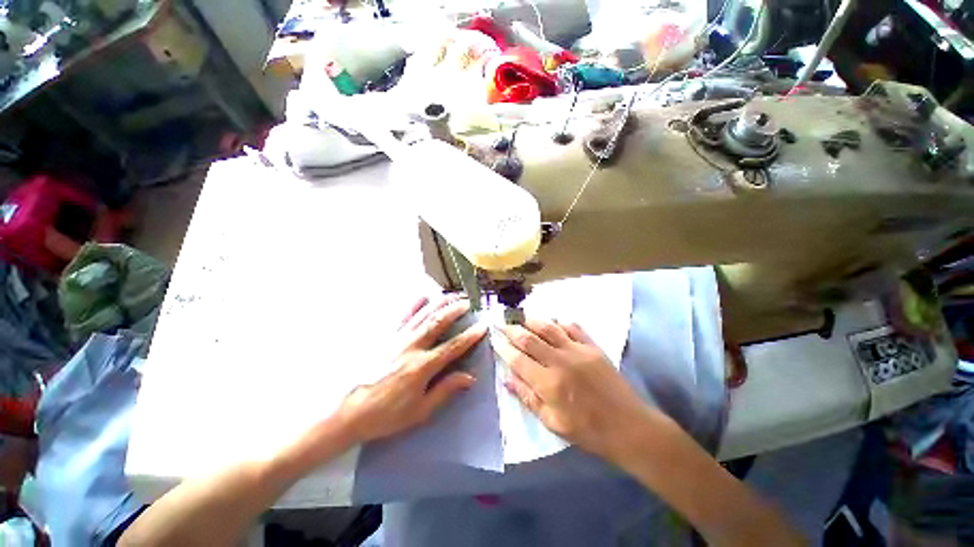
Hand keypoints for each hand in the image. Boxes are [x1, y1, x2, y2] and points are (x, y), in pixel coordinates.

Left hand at [336, 295, 486, 443]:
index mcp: (422, 366)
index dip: (470, 335)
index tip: (483, 325)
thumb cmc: (385, 415)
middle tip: (468, 301)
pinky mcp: (385, 337)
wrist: (346, 411)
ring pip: (423, 315)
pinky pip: (402, 317)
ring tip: (452, 295)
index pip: (453, 346)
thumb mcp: (419, 411)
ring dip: (439, 303)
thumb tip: (470, 377)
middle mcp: (411, 347)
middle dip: (455, 310)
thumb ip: (445, 390)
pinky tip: (423, 296)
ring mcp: (397, 339)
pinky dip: (414, 305)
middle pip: (438, 322)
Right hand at [493, 318, 654, 460]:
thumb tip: (507, 379)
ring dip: (531, 320)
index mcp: (549, 384)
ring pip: (548, 328)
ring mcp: (577, 351)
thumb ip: (528, 398)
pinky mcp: (592, 346)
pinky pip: (572, 327)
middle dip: (512, 329)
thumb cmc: (588, 430)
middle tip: (501, 322)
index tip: (494, 340)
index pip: (518, 360)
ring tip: (520, 315)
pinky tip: (552, 320)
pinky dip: (559, 321)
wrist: (628, 426)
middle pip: (529, 339)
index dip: (503, 348)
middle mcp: (560, 361)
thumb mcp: (553, 423)